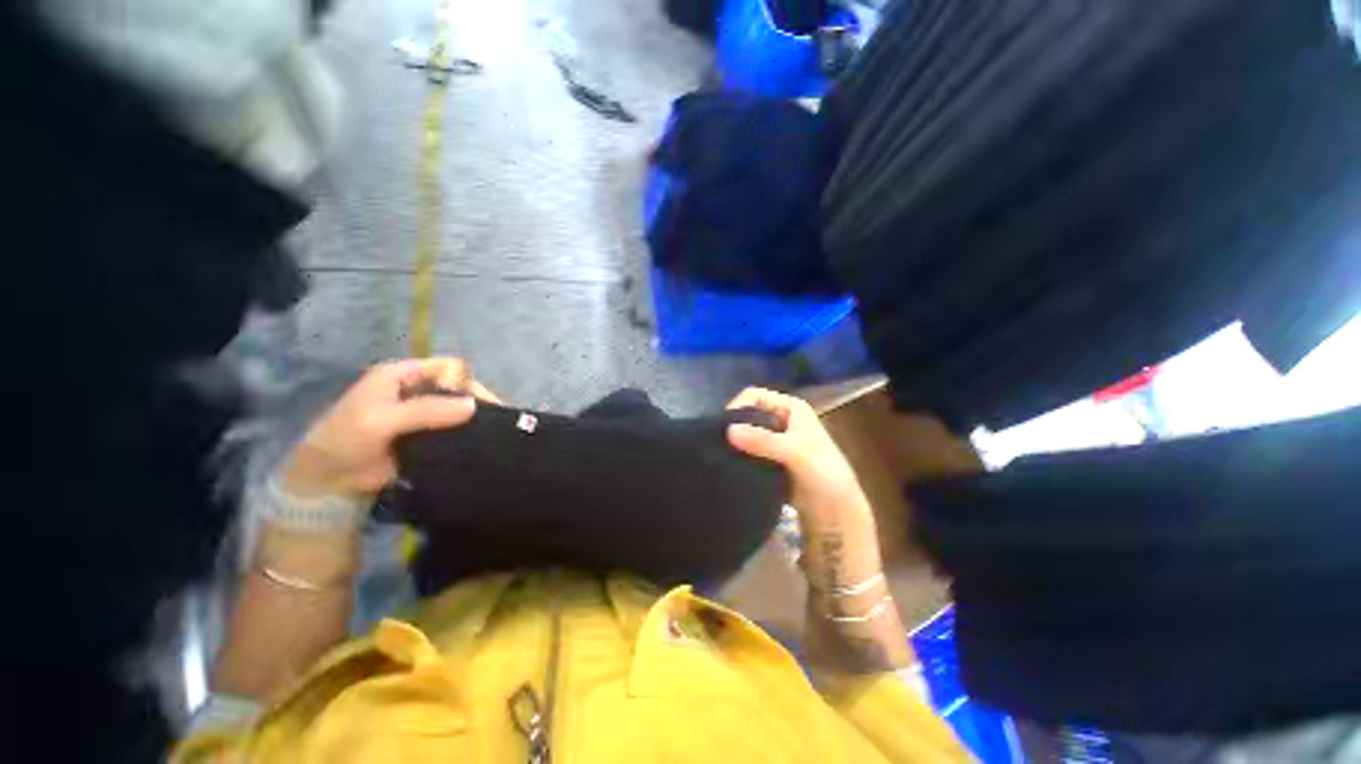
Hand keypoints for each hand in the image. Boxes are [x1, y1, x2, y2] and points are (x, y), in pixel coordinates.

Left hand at [280, 358, 484, 499]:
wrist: (328, 482)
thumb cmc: (345, 440)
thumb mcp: (380, 420)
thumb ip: (426, 411)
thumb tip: (474, 406)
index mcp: (403, 375)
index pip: (448, 367)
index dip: (465, 382)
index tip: (477, 404)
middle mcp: (418, 390)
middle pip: (460, 387)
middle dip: (477, 401)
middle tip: (495, 420)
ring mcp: (425, 413)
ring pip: (461, 409)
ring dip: (476, 419)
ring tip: (495, 433)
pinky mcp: (430, 435)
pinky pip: (456, 429)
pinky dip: (469, 434)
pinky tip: (483, 443)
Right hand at [725, 388, 869, 529]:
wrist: (837, 514)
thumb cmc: (824, 475)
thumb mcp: (796, 453)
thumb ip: (763, 441)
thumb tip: (728, 431)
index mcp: (791, 408)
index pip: (755, 396)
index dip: (737, 406)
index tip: (722, 428)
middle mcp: (782, 420)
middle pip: (748, 414)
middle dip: (733, 426)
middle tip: (717, 444)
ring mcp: (776, 441)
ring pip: (747, 435)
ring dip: (735, 444)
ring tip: (719, 456)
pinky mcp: (770, 461)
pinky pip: (749, 453)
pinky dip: (739, 458)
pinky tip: (728, 467)